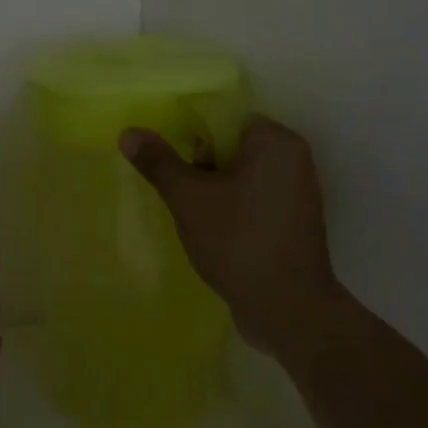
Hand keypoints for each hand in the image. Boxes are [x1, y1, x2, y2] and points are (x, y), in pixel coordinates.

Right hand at [120, 116, 339, 360]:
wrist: (287, 308)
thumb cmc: (237, 239)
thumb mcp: (188, 197)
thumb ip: (159, 162)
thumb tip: (129, 132)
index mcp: (275, 141)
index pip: (225, 119)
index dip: (194, 138)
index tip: (175, 165)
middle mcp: (294, 159)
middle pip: (233, 146)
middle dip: (202, 166)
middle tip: (184, 194)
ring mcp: (298, 193)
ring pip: (242, 176)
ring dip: (215, 191)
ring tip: (194, 216)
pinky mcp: (294, 223)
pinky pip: (255, 201)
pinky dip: (233, 210)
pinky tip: (214, 234)